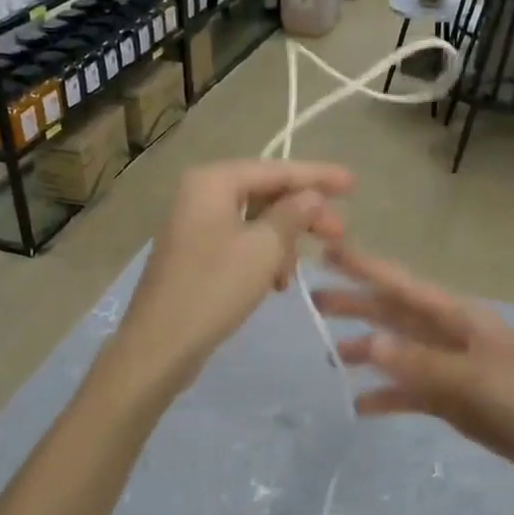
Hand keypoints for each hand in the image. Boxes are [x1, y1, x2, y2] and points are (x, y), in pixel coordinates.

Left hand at [114, 160, 353, 392]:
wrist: (160, 345)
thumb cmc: (214, 289)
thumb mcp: (263, 250)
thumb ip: (292, 215)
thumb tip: (311, 196)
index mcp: (213, 181)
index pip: (276, 170)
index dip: (318, 177)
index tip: (353, 183)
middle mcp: (200, 193)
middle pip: (265, 193)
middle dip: (303, 215)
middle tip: (339, 234)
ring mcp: (195, 224)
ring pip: (255, 221)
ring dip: (283, 242)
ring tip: (295, 273)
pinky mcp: (195, 253)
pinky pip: (240, 242)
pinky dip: (262, 257)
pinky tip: (276, 284)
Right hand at [311, 243, 513, 498]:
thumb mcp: (476, 378)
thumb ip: (420, 363)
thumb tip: (369, 344)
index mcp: (458, 317)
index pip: (402, 285)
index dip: (365, 267)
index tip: (328, 251)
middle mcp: (450, 336)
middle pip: (394, 315)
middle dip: (356, 306)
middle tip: (312, 303)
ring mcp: (452, 369)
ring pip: (399, 354)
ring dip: (367, 353)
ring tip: (330, 358)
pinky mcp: (456, 402)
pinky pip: (412, 393)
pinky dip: (387, 397)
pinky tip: (361, 406)